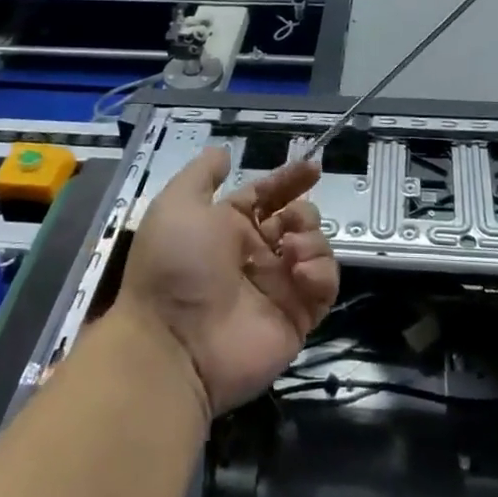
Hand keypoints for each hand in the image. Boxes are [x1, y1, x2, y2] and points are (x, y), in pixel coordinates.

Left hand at [116, 148, 339, 417]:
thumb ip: (202, 174)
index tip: (313, 168)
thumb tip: (224, 152)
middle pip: (298, 220)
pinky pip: (324, 287)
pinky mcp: (297, 318)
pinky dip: (321, 273)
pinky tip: (300, 272)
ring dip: (312, 240)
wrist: (173, 344)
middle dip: (303, 213)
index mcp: (229, 227)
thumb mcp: (177, 204)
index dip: (289, 180)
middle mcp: (255, 255)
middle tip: (290, 223)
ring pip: (316, 249)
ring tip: (291, 250)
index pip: (268, 196)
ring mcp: (278, 288)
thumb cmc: (175, 265)